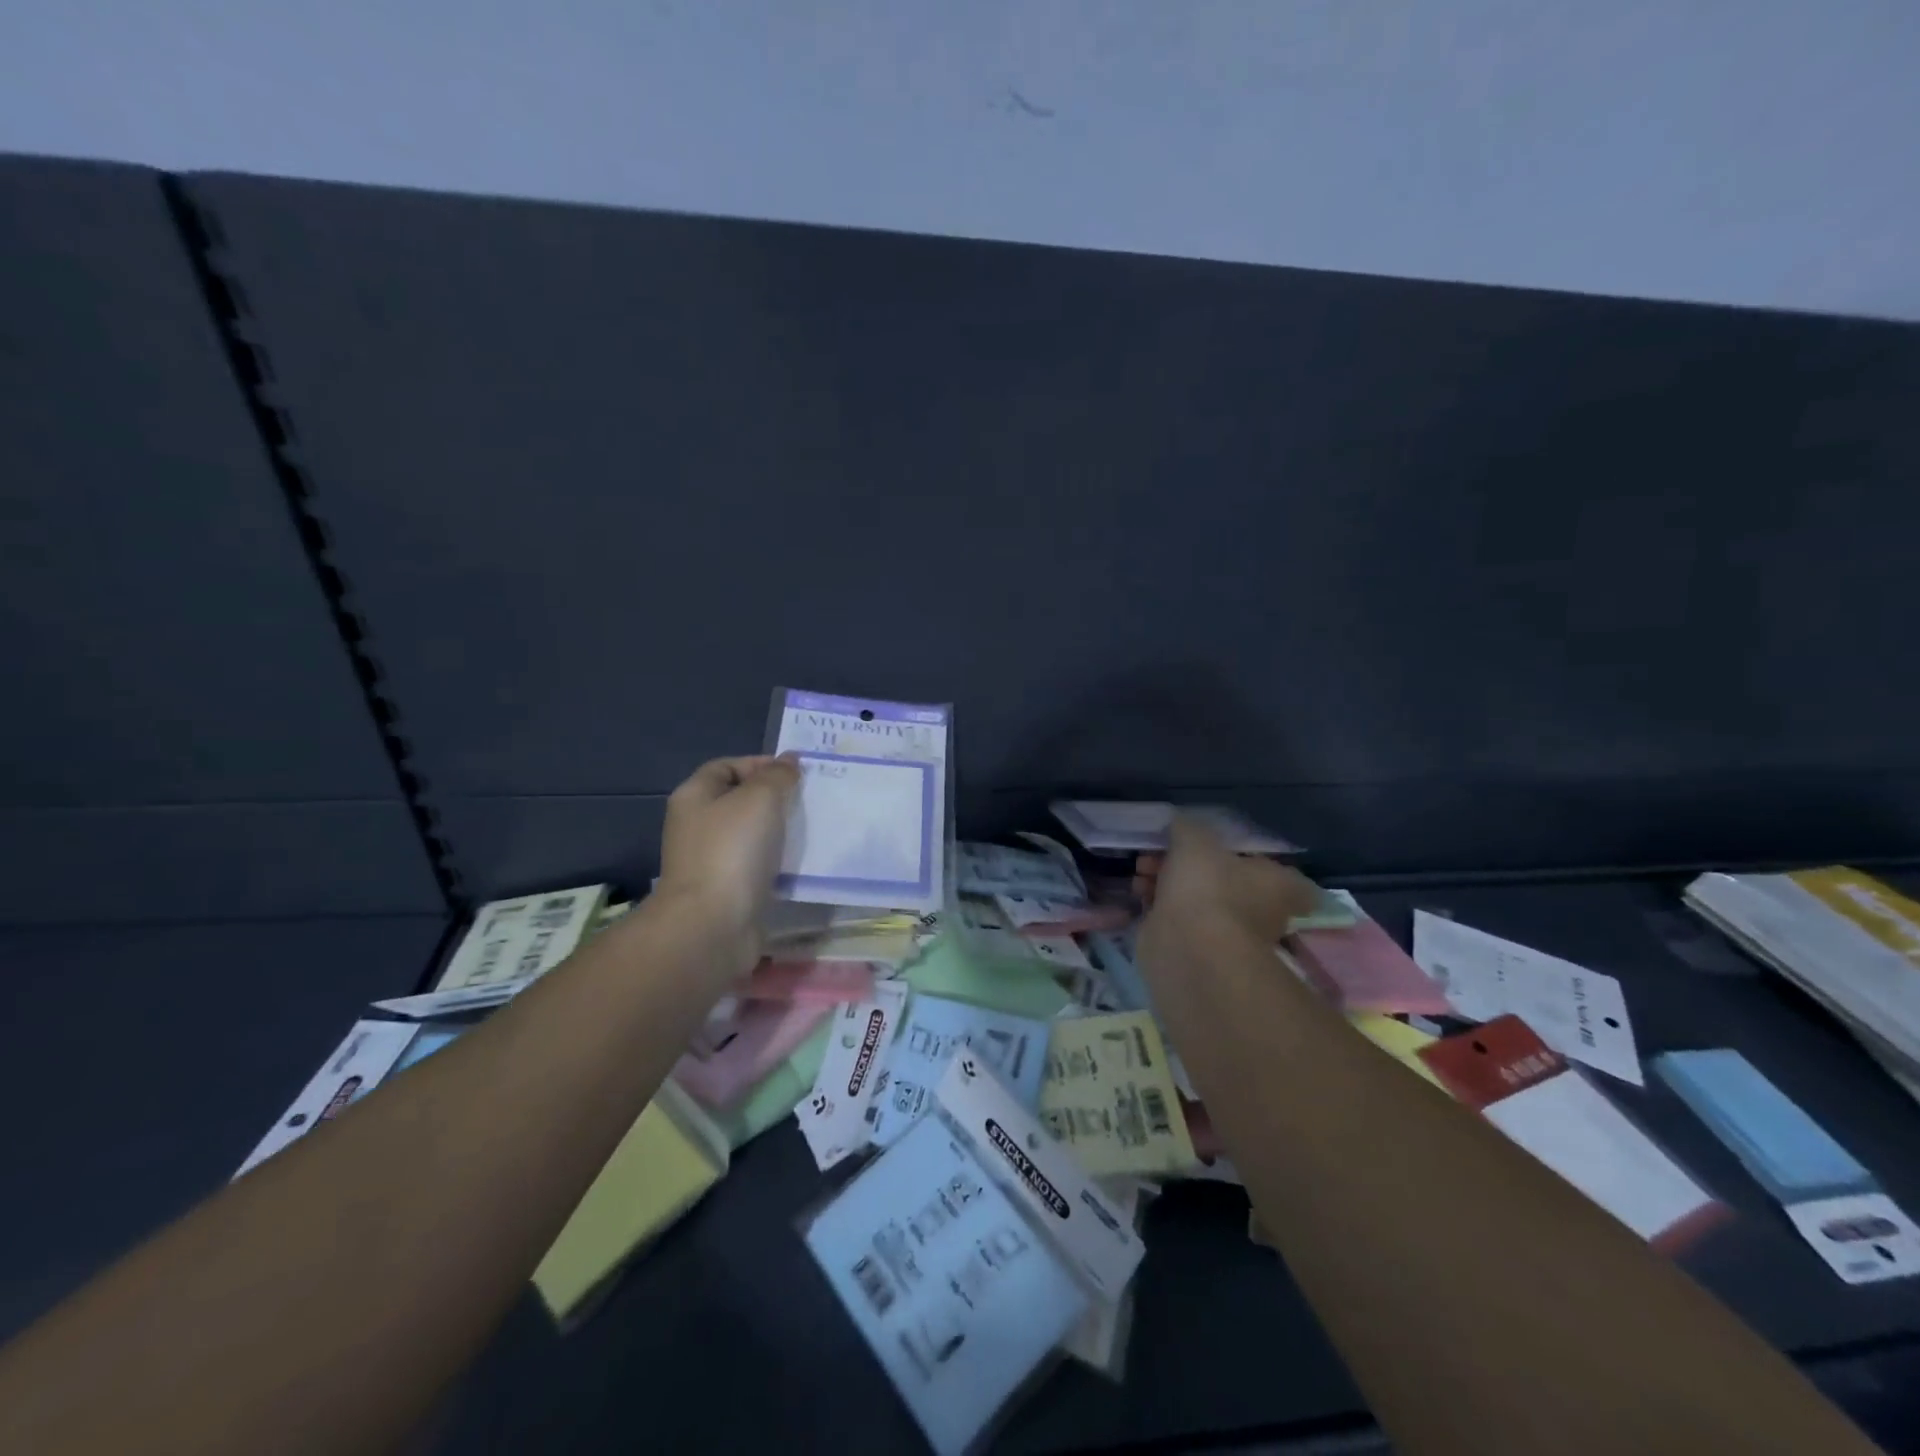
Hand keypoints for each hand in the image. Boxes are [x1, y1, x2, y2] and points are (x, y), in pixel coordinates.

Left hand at [655, 754, 800, 971]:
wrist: (713, 924)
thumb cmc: (732, 850)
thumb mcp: (760, 798)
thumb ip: (777, 776)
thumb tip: (789, 761)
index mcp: (694, 796)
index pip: (727, 766)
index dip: (760, 764)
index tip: (796, 774)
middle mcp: (697, 825)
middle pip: (739, 800)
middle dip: (774, 798)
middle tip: (809, 800)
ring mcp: (710, 859)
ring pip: (750, 834)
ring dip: (778, 831)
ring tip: (811, 829)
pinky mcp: (727, 889)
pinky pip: (756, 865)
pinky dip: (777, 861)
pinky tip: (800, 862)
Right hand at [1138, 813, 1318, 971]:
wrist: (1188, 949)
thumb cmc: (1207, 888)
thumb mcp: (1195, 839)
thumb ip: (1188, 827)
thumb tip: (1181, 824)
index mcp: (1278, 885)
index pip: (1281, 872)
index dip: (1249, 858)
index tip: (1220, 849)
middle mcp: (1260, 912)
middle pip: (1224, 881)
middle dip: (1186, 865)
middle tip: (1157, 854)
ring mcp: (1227, 934)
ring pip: (1196, 900)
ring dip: (1166, 883)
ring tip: (1140, 873)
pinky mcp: (1196, 950)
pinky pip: (1176, 920)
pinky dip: (1157, 907)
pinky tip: (1136, 894)